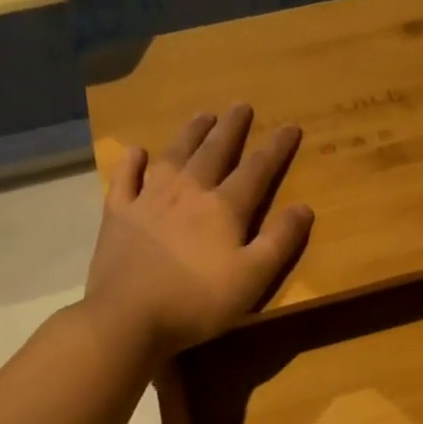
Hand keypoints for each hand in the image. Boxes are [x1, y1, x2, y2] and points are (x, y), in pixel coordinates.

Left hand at [83, 105, 312, 354]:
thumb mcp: (254, 276)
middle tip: (241, 105)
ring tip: (202, 115)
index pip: (257, 169)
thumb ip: (280, 240)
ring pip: (173, 155)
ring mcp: (149, 199)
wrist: (129, 317)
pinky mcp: (118, 214)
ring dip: (190, 133)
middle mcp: (188, 192)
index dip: (276, 147)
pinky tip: (137, 152)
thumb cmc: (199, 301)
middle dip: (231, 128)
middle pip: (214, 152)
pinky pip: (125, 178)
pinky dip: (132, 162)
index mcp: (224, 207)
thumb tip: (304, 207)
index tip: (290, 126)